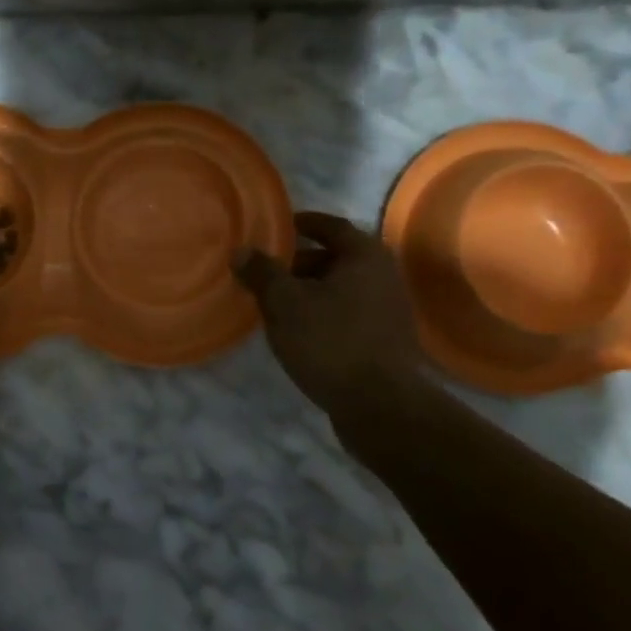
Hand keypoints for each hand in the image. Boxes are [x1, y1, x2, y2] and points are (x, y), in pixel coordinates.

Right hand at [233, 212, 431, 420]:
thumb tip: (241, 251)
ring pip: (341, 290)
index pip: (330, 225)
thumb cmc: (331, 342)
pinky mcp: (386, 341)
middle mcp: (384, 275)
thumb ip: (262, 273)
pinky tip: (300, 333)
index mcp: (364, 255)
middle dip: (299, 264)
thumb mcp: (284, 304)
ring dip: (310, 292)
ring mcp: (389, 310)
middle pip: (336, 258)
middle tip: (266, 274)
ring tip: (276, 305)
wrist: (380, 406)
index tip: (277, 228)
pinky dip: (324, 315)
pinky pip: (348, 315)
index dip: (302, 224)